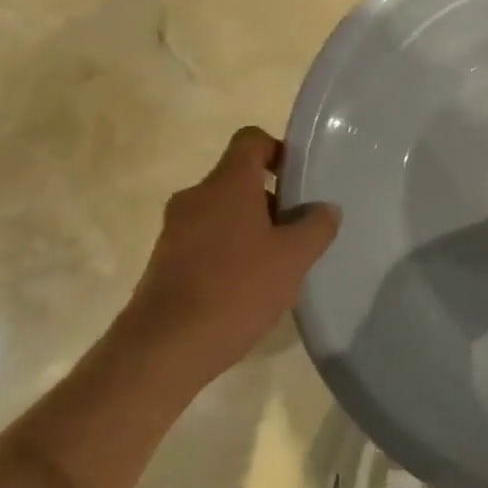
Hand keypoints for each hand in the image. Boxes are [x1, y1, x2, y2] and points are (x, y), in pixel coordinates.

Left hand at [125, 127, 339, 377]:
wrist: (163, 348)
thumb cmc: (236, 289)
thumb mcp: (293, 258)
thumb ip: (316, 226)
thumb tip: (324, 209)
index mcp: (227, 183)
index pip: (251, 139)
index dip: (277, 150)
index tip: (297, 180)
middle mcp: (196, 196)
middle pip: (238, 178)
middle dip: (270, 199)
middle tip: (295, 231)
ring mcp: (175, 229)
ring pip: (221, 212)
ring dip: (249, 228)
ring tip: (274, 265)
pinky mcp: (163, 261)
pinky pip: (204, 240)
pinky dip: (227, 252)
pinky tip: (244, 288)